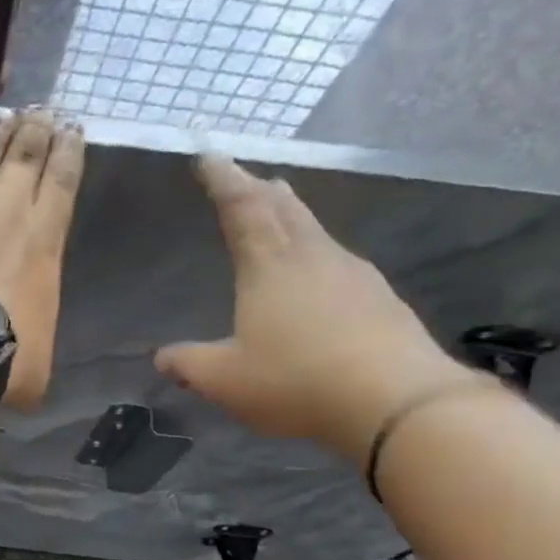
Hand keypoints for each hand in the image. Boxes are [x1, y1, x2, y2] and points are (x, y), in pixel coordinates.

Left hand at [0, 108, 83, 408]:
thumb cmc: (3, 354)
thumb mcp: (39, 360)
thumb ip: (37, 345)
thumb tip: (29, 364)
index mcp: (45, 240)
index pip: (63, 182)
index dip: (69, 151)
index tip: (72, 127)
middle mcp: (9, 210)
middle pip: (26, 157)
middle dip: (37, 131)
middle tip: (42, 111)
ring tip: (6, 113)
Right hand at [155, 155, 477, 460]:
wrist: (397, 402)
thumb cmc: (297, 381)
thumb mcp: (225, 380)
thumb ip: (189, 365)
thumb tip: (162, 358)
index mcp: (269, 266)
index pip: (242, 208)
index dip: (224, 180)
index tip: (210, 156)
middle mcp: (313, 257)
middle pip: (284, 209)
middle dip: (261, 191)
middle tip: (248, 178)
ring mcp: (354, 274)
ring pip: (315, 231)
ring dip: (292, 218)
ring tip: (280, 215)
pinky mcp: (380, 299)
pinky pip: (338, 262)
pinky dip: (317, 254)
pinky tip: (319, 275)